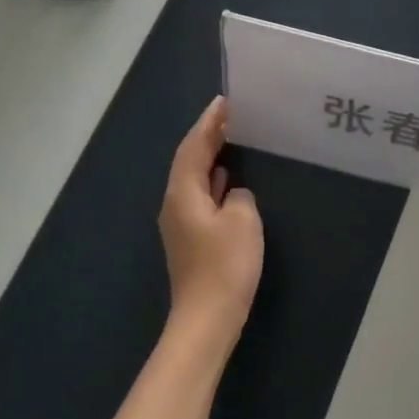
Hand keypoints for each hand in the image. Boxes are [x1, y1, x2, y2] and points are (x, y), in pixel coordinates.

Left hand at [159, 96, 262, 359]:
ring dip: (211, 158)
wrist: (207, 318)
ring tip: (233, 140)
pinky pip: (201, 197)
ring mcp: (181, 224)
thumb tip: (233, 193)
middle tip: (232, 116)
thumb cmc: (225, 265)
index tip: (225, 101)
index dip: (209, 122)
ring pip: (195, 179)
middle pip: (189, 160)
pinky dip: (215, 181)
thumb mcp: (243, 220)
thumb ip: (239, 195)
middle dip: (208, 136)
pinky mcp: (192, 240)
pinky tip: (229, 181)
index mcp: (183, 193)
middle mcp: (175, 204)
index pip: (194, 146)